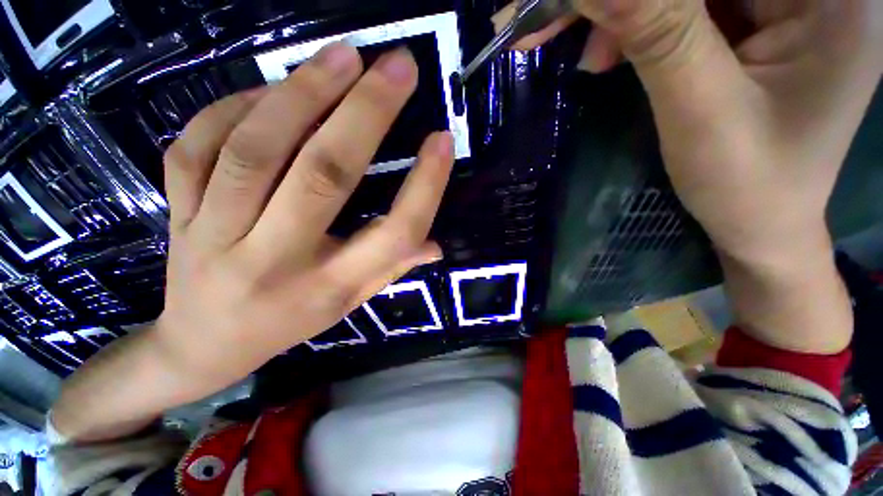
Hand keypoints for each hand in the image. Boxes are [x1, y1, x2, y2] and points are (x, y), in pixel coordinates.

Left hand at [156, 43, 452, 389]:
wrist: (204, 345)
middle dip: (366, 113)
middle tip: (398, 66)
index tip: (442, 141)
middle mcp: (276, 261)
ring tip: (344, 55)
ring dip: (304, 93)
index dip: (424, 186)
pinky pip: (197, 145)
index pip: (392, 234)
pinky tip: (272, 89)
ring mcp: (214, 235)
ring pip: (255, 149)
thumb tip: (435, 245)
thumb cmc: (290, 323)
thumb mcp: (351, 303)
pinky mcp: (176, 214)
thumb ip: (393, 269)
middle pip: (323, 176)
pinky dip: (237, 106)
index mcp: (331, 287)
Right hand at [500, 0, 882, 352]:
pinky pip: (693, 5)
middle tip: (560, 20)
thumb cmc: (747, 184)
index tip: (577, 5)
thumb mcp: (701, 110)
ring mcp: (790, 4)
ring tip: (595, 59)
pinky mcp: (761, 22)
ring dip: (631, 13)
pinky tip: (617, 55)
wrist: (762, 223)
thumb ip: (657, 34)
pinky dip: (646, 24)